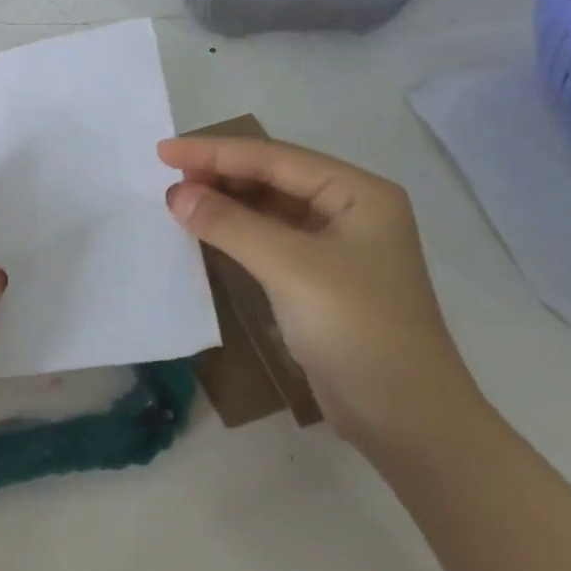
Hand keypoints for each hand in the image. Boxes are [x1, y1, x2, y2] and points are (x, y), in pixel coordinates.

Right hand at [157, 134, 482, 453]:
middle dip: (220, 173)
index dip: (216, 152)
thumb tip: (175, 193)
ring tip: (178, 198)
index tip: (163, 150)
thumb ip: (230, 224)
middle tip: (166, 175)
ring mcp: (336, 246)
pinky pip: (268, 239)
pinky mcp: (319, 279)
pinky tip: (205, 230)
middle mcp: (349, 210)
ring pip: (268, 208)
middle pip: (273, 177)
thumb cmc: (358, 329)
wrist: (406, 420)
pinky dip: (235, 232)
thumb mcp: (291, 268)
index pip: (275, 158)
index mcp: (359, 193)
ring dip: (225, 202)